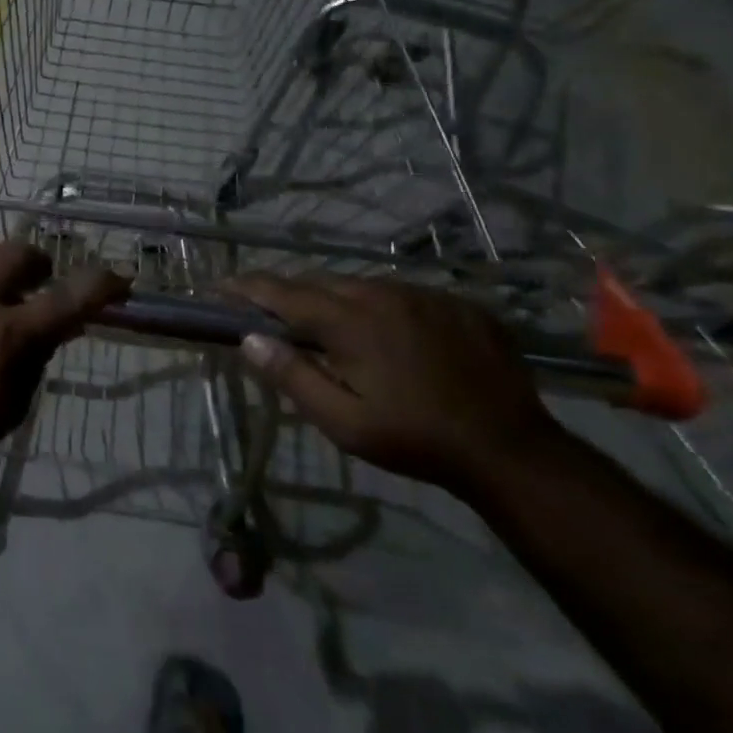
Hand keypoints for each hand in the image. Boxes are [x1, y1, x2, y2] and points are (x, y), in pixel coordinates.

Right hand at [226, 272, 561, 496]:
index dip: (247, 287)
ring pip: (362, 285)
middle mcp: (382, 294)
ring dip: (338, 300)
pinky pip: (403, 295)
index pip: (282, 291)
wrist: (511, 449)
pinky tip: (391, 337)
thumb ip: (292, 376)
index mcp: (349, 321)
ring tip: (334, 330)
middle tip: (275, 317)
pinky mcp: (457, 304)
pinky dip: (382, 308)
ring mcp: (424, 295)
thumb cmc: (414, 439)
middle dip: (291, 294)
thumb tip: (250, 340)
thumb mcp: (343, 421)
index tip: (220, 287)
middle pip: (320, 282)